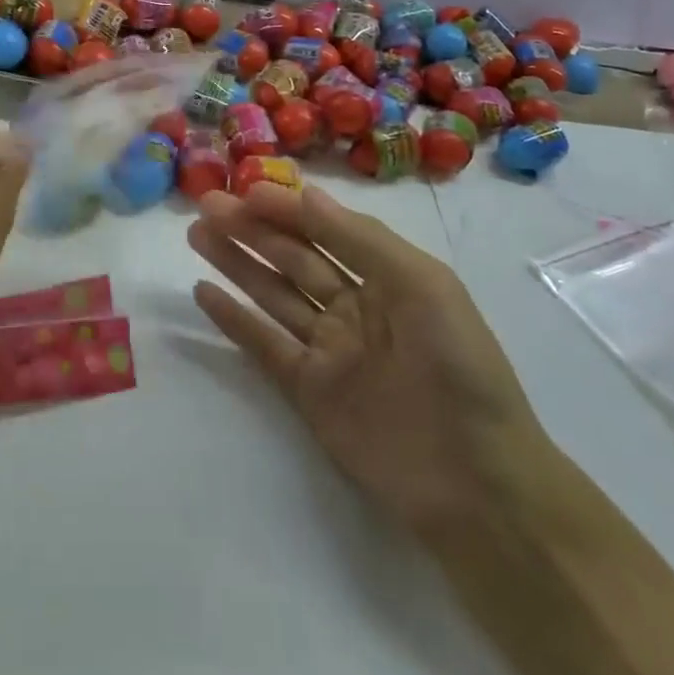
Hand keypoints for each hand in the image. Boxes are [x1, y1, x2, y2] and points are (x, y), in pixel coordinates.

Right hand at [189, 183, 555, 544]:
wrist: (476, 484)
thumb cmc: (458, 367)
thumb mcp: (422, 286)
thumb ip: (361, 239)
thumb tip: (306, 196)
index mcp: (388, 277)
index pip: (328, 230)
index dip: (288, 209)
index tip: (246, 189)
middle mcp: (355, 306)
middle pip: (293, 257)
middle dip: (252, 228)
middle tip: (206, 203)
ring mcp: (329, 349)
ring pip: (273, 293)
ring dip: (236, 262)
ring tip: (197, 233)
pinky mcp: (307, 391)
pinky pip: (264, 345)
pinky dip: (233, 319)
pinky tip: (203, 292)